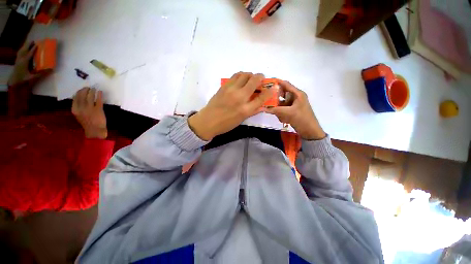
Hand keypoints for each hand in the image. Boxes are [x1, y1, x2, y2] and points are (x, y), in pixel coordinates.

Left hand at [8, 41, 48, 86]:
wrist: (14, 81)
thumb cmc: (24, 79)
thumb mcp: (32, 77)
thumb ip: (41, 74)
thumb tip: (51, 70)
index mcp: (25, 61)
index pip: (30, 53)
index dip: (34, 48)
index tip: (38, 44)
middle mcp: (21, 58)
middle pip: (24, 49)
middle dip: (28, 45)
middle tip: (33, 41)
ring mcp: (18, 59)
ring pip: (21, 50)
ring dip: (25, 46)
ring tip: (29, 43)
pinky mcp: (16, 61)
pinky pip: (19, 53)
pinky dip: (22, 50)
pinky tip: (23, 49)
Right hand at [72, 87, 107, 138]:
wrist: (95, 130)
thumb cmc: (87, 123)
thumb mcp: (79, 115)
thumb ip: (78, 107)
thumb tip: (80, 98)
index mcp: (75, 110)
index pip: (75, 98)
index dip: (79, 92)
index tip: (82, 89)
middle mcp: (81, 108)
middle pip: (82, 96)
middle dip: (85, 90)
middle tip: (89, 87)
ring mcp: (90, 109)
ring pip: (90, 97)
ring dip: (92, 91)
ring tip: (94, 89)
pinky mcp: (98, 110)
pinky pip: (98, 100)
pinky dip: (99, 95)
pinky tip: (100, 92)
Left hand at [188, 72, 271, 140]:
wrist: (208, 121)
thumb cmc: (226, 124)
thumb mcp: (242, 119)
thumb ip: (253, 111)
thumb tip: (262, 105)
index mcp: (245, 109)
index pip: (262, 97)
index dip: (270, 91)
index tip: (273, 88)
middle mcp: (240, 97)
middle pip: (254, 80)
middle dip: (261, 77)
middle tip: (261, 79)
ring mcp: (231, 90)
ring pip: (244, 74)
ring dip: (250, 75)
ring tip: (250, 79)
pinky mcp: (224, 86)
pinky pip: (235, 76)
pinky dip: (241, 75)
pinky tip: (241, 80)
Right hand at [264, 80, 325, 139]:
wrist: (310, 131)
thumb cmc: (301, 119)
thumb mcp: (287, 113)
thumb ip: (275, 110)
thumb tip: (263, 108)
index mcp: (298, 94)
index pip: (286, 84)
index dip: (277, 82)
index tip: (267, 82)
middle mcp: (296, 97)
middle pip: (282, 94)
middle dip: (275, 98)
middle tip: (266, 100)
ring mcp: (294, 104)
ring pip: (282, 103)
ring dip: (278, 108)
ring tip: (275, 113)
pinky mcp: (292, 110)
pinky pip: (283, 109)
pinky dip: (281, 113)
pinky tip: (282, 119)